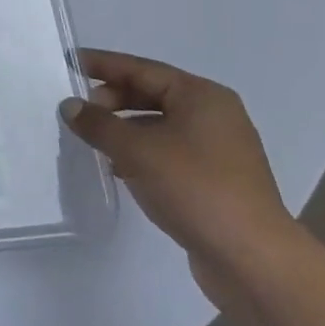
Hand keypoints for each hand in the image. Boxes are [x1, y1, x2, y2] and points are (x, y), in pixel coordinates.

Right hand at [60, 49, 298, 305]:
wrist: (254, 263)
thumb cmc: (195, 189)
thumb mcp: (136, 151)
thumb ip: (98, 124)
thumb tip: (69, 106)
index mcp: (202, 96)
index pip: (141, 69)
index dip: (103, 65)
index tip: (70, 62)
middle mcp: (215, 116)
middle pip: (152, 94)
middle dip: (113, 100)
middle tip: (81, 110)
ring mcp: (220, 151)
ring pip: (160, 126)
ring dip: (125, 129)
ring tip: (94, 140)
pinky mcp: (218, 182)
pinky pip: (170, 153)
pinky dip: (143, 153)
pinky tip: (120, 168)